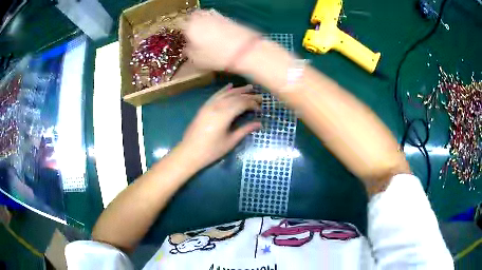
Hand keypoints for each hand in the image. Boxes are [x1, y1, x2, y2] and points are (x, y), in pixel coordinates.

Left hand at [178, 84, 261, 167]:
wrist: (189, 152)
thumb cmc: (211, 150)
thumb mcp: (230, 141)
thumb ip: (245, 130)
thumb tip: (259, 124)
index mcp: (224, 115)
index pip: (242, 104)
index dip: (253, 104)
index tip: (260, 109)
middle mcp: (217, 106)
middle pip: (235, 97)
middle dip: (248, 96)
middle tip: (260, 97)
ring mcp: (209, 105)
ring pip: (226, 94)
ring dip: (238, 90)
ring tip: (249, 87)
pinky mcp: (204, 107)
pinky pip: (216, 95)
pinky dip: (224, 90)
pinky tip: (230, 86)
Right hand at [183, 10, 258, 70]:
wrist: (245, 50)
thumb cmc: (216, 56)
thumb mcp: (196, 60)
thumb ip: (187, 52)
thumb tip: (187, 48)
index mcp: (189, 26)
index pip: (179, 25)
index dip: (181, 32)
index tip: (183, 39)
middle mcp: (200, 18)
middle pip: (191, 18)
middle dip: (191, 24)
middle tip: (193, 35)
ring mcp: (215, 16)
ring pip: (203, 16)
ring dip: (202, 22)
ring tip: (205, 33)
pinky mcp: (227, 18)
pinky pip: (215, 18)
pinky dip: (213, 23)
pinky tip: (217, 32)